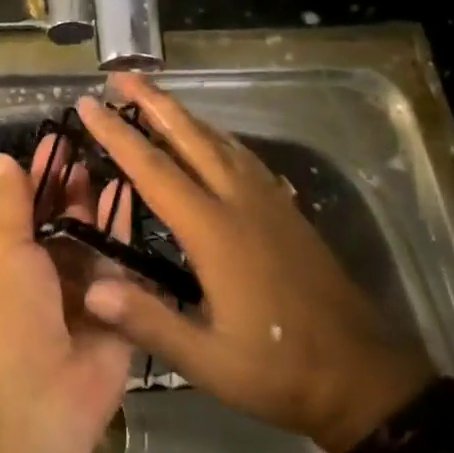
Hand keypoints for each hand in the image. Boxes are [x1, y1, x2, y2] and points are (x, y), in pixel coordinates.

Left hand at [0, 143, 134, 452]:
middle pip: (68, 221)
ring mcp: (86, 295)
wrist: (33, 406)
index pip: (31, 206)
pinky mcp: (121, 313)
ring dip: (105, 203)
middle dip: (79, 185)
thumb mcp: (3, 250)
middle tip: (101, 140)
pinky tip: (138, 193)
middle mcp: (48, 275)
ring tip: (123, 156)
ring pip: (98, 239)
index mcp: (12, 261)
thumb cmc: (5, 317)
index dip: (43, 173)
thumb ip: (11, 204)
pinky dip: (128, 232)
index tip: (61, 137)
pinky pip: (126, 267)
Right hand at [76, 73, 435, 452]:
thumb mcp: (209, 361)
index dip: (118, 135)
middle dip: (153, 102)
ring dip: (183, 114)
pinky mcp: (287, 210)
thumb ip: (149, 322)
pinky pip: (243, 156)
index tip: (89, 104)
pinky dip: (216, 136)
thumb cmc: (280, 369)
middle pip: (190, 137)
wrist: (364, 376)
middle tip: (120, 76)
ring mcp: (269, 201)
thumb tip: (91, 289)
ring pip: (220, 141)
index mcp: (215, 231)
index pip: (154, 170)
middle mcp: (241, 202)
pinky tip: (210, 139)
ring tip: (154, 98)